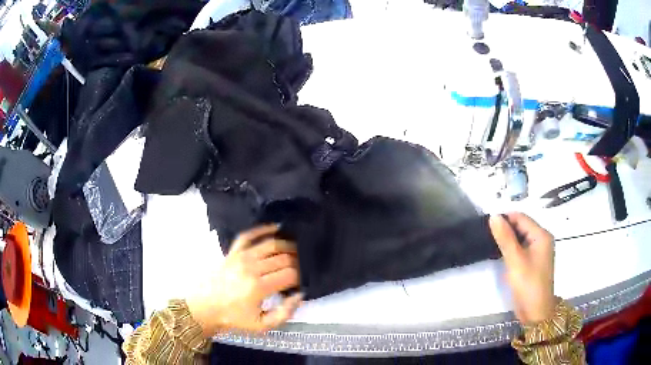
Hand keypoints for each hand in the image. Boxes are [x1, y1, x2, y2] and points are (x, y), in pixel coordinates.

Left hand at [187, 225, 302, 336]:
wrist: (205, 307)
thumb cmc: (234, 318)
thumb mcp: (262, 325)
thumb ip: (284, 313)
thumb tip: (299, 296)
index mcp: (259, 287)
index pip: (290, 274)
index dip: (301, 276)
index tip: (302, 281)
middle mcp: (251, 268)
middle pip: (283, 258)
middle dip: (297, 262)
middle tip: (301, 268)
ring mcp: (240, 256)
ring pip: (270, 244)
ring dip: (287, 245)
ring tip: (296, 250)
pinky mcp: (232, 252)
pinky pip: (248, 235)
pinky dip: (262, 229)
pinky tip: (275, 227)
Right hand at [489, 213, 555, 324]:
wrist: (535, 312)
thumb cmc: (528, 284)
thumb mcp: (515, 260)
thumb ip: (505, 238)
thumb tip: (494, 216)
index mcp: (541, 235)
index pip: (521, 217)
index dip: (505, 218)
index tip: (487, 224)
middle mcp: (542, 239)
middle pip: (522, 226)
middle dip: (506, 228)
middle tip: (487, 235)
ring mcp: (538, 251)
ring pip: (521, 237)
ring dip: (508, 239)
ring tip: (491, 243)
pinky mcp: (533, 262)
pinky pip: (522, 248)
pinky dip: (512, 249)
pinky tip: (501, 254)